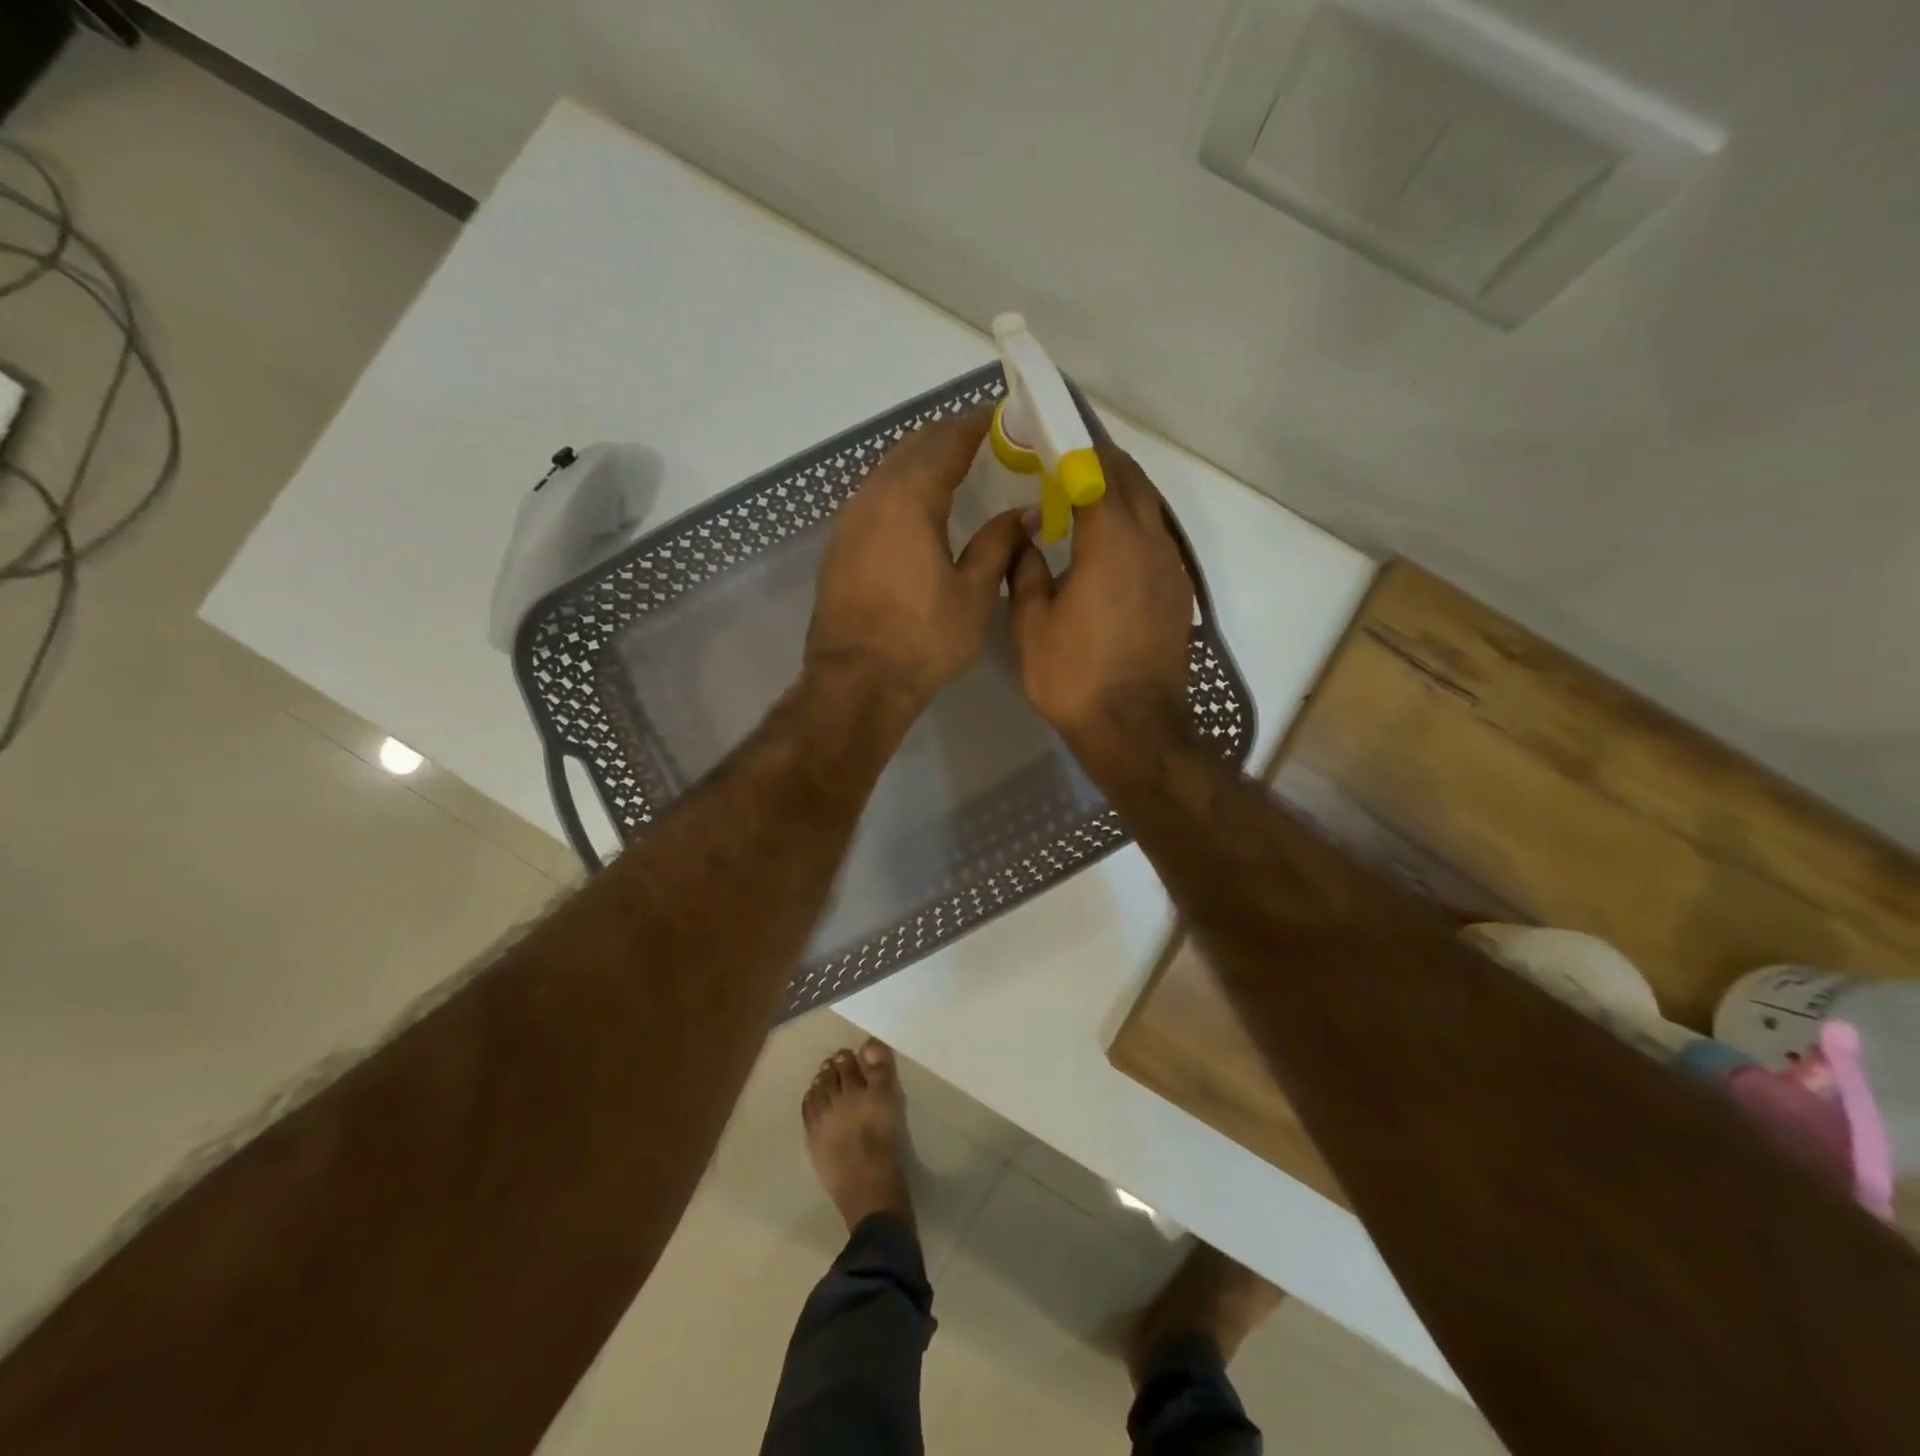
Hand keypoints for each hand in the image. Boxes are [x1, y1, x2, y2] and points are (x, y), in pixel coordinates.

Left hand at [807, 408, 1027, 722]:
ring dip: (920, 459)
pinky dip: (899, 486)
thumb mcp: (974, 593)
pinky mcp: (838, 544)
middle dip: (947, 437)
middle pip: (912, 448)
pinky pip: (873, 496)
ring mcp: (849, 520)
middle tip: (983, 438)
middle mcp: (872, 497)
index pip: (946, 443)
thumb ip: (999, 544)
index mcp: (909, 499)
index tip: (1001, 416)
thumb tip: (1024, 513)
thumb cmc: (923, 639)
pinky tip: (916, 504)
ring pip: (887, 470)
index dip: (975, 425)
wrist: (856, 681)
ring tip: (953, 465)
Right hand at [1007, 441, 1193, 770]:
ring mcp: (1171, 567)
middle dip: (1100, 462)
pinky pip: (1156, 538)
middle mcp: (1150, 542)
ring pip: (1149, 509)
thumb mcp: (1031, 623)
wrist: (1134, 728)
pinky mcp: (1177, 592)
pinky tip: (1107, 542)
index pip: (1097, 471)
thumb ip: (1025, 569)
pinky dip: (1132, 524)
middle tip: (1064, 460)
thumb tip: (1026, 536)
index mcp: (1111, 540)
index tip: (1050, 436)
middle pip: (1131, 481)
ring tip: (1083, 494)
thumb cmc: (1074, 675)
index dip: (1074, 448)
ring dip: (1120, 493)